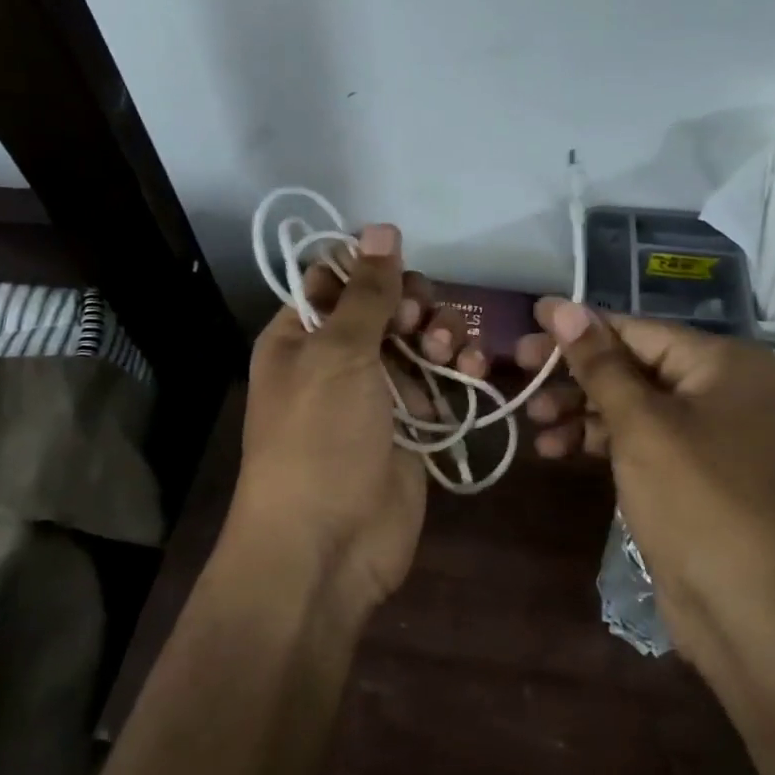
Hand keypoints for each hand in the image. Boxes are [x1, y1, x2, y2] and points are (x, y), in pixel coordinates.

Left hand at [230, 224, 483, 616]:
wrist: (328, 547)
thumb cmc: (320, 440)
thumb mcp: (338, 354)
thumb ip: (367, 292)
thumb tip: (380, 226)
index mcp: (300, 335)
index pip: (337, 279)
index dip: (372, 270)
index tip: (399, 281)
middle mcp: (336, 359)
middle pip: (386, 307)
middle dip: (414, 306)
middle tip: (422, 325)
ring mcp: (377, 394)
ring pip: (418, 341)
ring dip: (441, 336)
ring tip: (450, 353)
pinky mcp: (412, 425)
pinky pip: (440, 382)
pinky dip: (459, 371)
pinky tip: (474, 369)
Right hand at [515, 301, 774, 661]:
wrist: (755, 616)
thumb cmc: (699, 502)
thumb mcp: (641, 426)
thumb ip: (598, 364)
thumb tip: (561, 305)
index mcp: (724, 362)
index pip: (636, 330)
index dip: (577, 328)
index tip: (525, 326)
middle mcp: (723, 389)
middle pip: (634, 365)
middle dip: (575, 374)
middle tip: (518, 373)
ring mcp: (711, 435)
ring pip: (633, 405)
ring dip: (581, 411)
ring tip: (533, 421)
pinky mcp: (694, 475)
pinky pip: (641, 441)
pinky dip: (601, 442)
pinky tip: (557, 450)